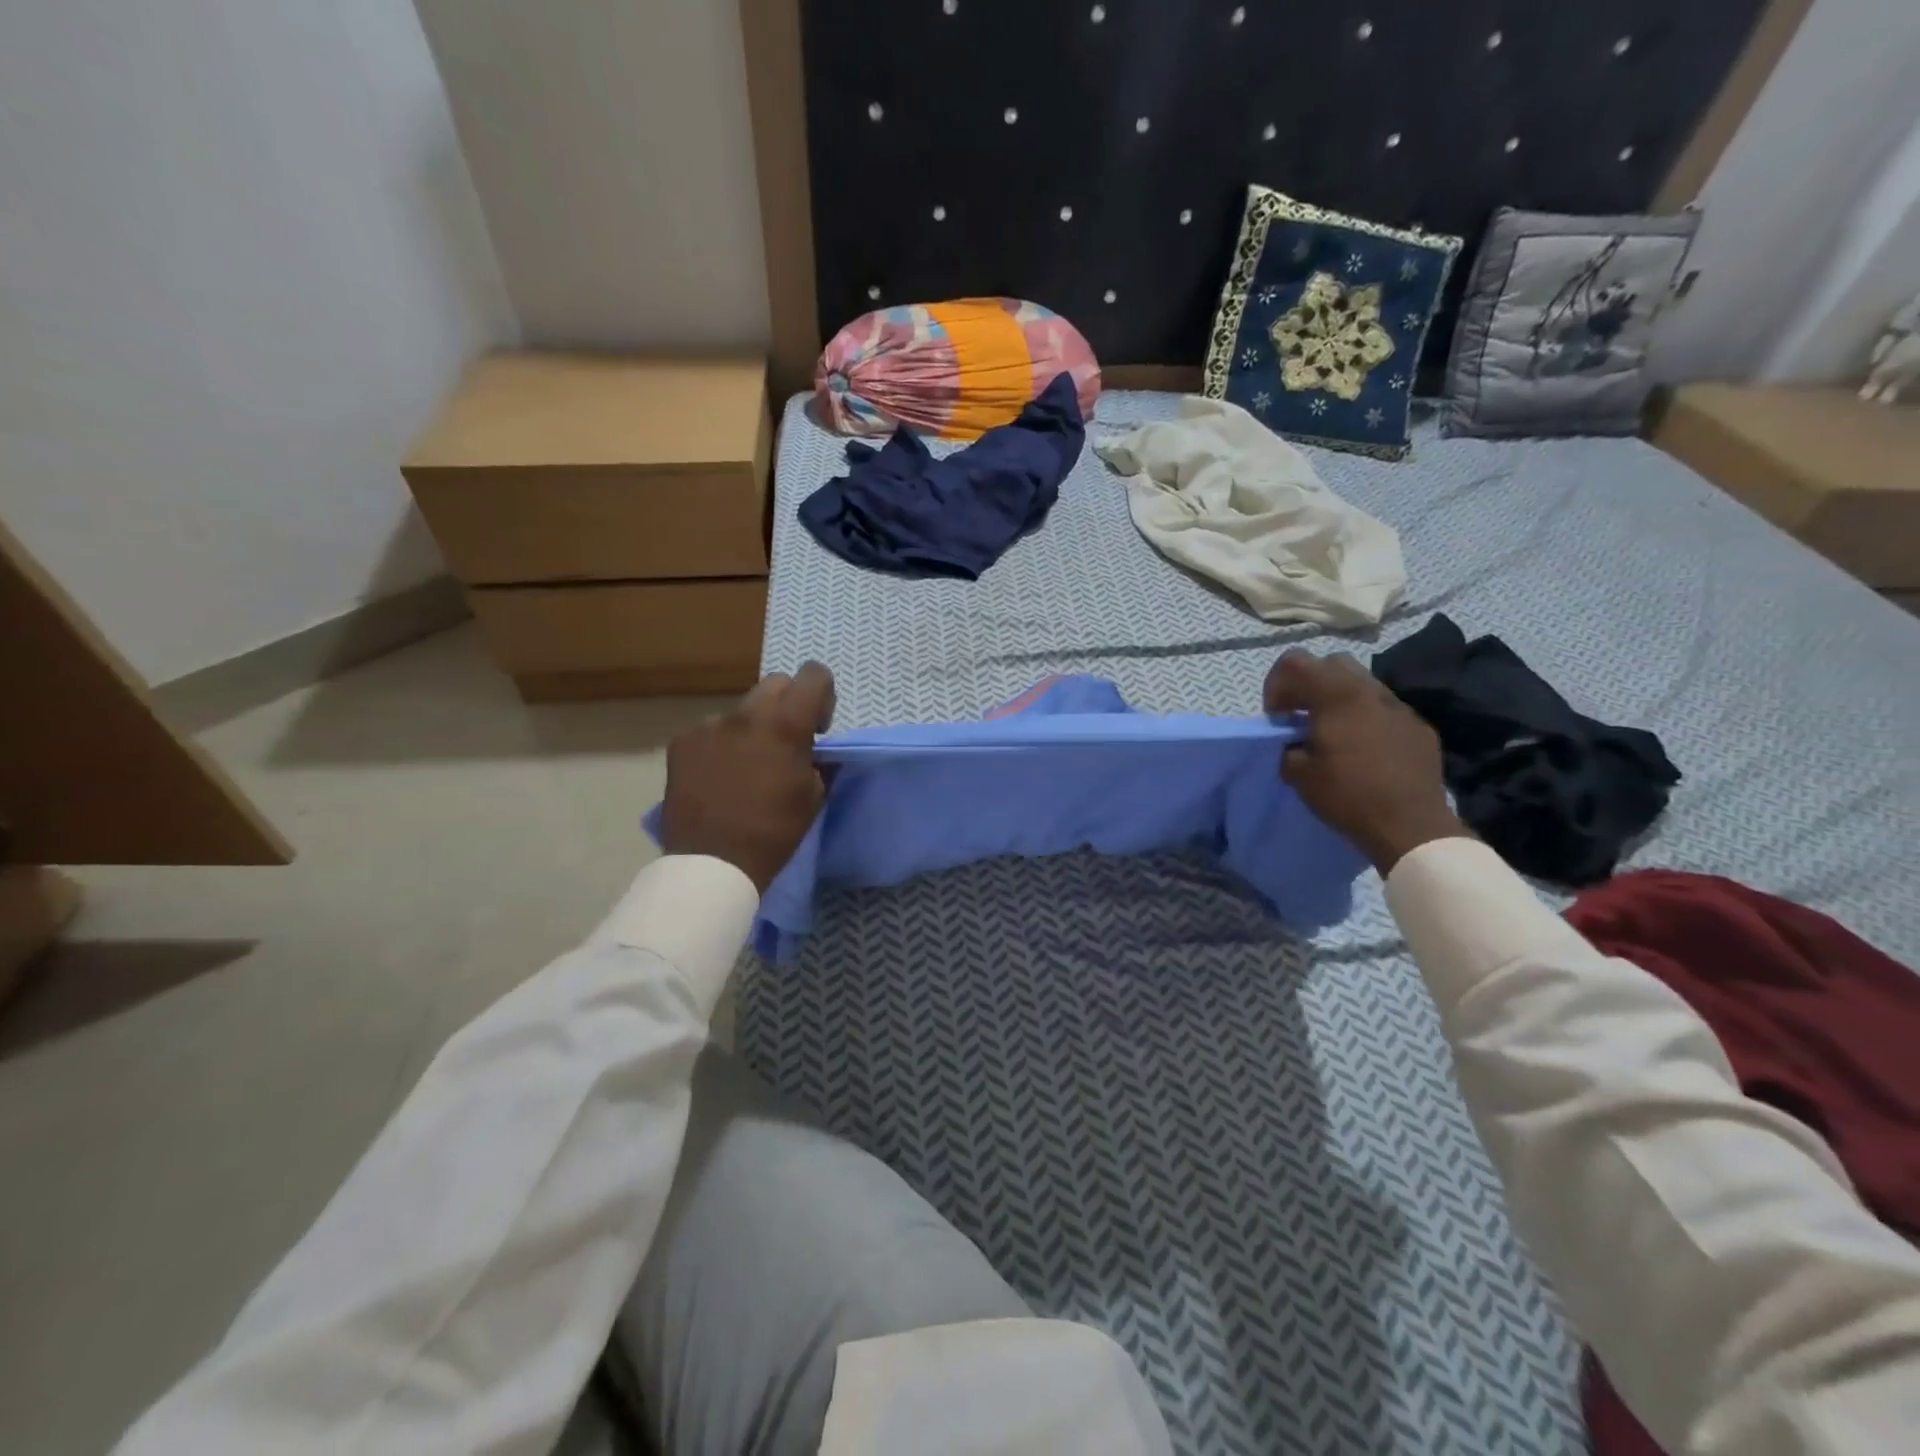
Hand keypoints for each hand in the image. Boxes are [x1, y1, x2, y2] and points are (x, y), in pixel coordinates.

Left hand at [659, 663, 835, 892]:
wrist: (712, 863)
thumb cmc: (774, 832)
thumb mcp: (814, 796)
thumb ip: (818, 759)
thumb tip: (814, 749)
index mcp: (785, 724)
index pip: (813, 675)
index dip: (823, 694)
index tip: (817, 728)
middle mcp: (746, 714)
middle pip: (776, 684)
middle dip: (788, 705)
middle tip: (786, 742)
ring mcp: (709, 725)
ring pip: (741, 710)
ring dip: (753, 727)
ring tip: (747, 766)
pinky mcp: (682, 742)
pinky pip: (712, 731)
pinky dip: (722, 745)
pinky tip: (719, 776)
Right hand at [1264, 650, 1469, 873]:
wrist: (1411, 826)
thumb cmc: (1348, 796)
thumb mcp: (1299, 774)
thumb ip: (1289, 747)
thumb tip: (1295, 742)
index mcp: (1337, 696)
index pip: (1295, 662)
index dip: (1276, 684)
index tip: (1277, 717)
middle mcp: (1370, 691)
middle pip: (1332, 663)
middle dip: (1309, 684)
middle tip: (1300, 717)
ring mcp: (1400, 708)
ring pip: (1362, 684)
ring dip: (1339, 700)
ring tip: (1333, 734)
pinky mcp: (1419, 728)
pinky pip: (1385, 710)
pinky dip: (1366, 719)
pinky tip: (1365, 751)